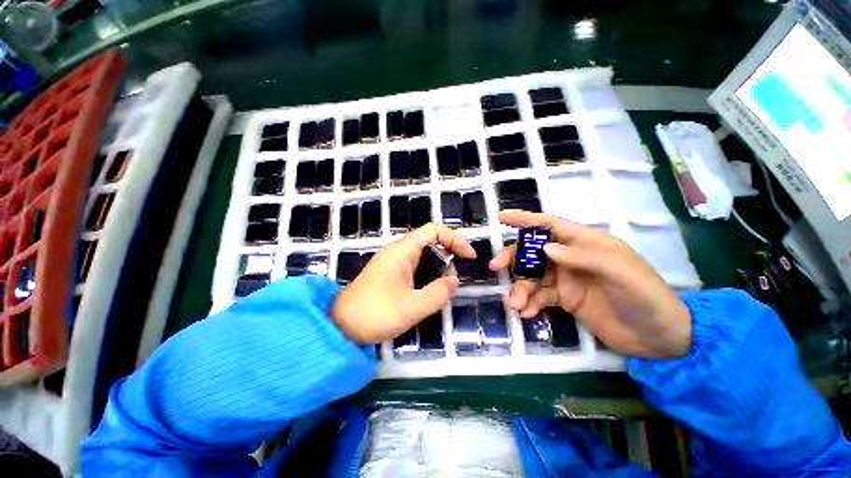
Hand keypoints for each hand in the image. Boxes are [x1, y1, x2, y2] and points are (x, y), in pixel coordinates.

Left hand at [331, 224, 476, 344]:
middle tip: (450, 283)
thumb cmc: (376, 313)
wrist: (340, 326)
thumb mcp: (412, 307)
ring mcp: (392, 262)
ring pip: (423, 257)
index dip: (455, 239)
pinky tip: (427, 293)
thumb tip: (453, 280)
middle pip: (430, 243)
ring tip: (440, 291)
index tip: (469, 256)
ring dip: (437, 270)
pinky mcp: (390, 273)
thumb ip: (438, 293)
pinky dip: (427, 276)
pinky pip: (414, 267)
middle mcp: (398, 251)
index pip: (434, 231)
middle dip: (447, 258)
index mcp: (402, 251)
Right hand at [490, 210, 691, 357]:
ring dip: (520, 289)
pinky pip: (539, 297)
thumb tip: (545, 247)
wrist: (658, 339)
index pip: (549, 224)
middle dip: (513, 258)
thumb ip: (583, 257)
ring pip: (532, 277)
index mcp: (584, 242)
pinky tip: (528, 314)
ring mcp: (565, 279)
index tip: (501, 217)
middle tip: (496, 268)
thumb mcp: (621, 273)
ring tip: (516, 305)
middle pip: (532, 251)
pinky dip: (530, 303)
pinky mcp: (564, 299)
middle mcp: (570, 257)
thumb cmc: (645, 297)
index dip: (525, 219)